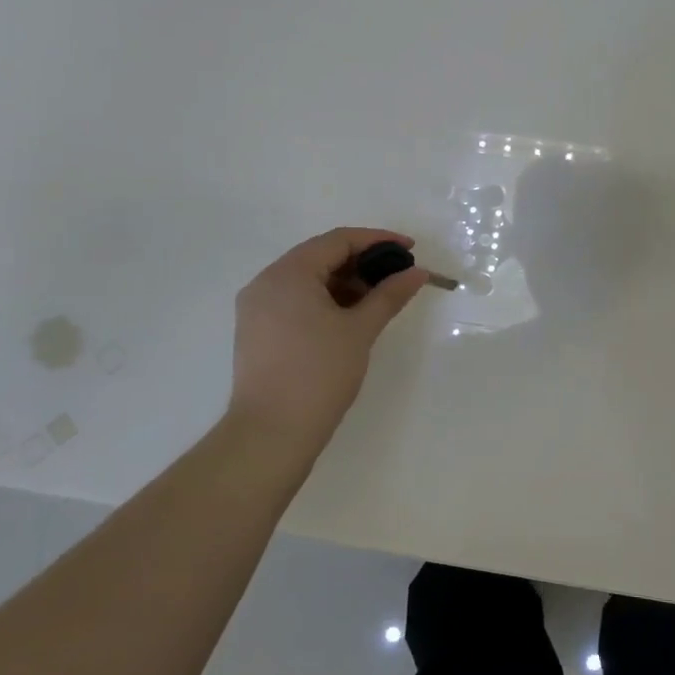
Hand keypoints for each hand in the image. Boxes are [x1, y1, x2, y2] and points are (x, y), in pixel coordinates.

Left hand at [227, 227, 429, 450]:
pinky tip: (350, 317)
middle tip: (397, 277)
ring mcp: (256, 308)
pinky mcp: (257, 331)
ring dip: (344, 283)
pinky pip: (295, 300)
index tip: (410, 249)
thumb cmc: (319, 374)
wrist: (271, 434)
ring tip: (378, 300)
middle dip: (362, 262)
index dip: (377, 240)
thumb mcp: (360, 330)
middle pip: (320, 256)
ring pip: (307, 280)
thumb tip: (417, 272)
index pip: (338, 240)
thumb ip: (389, 294)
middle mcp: (266, 282)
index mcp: (288, 273)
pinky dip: (325, 300)